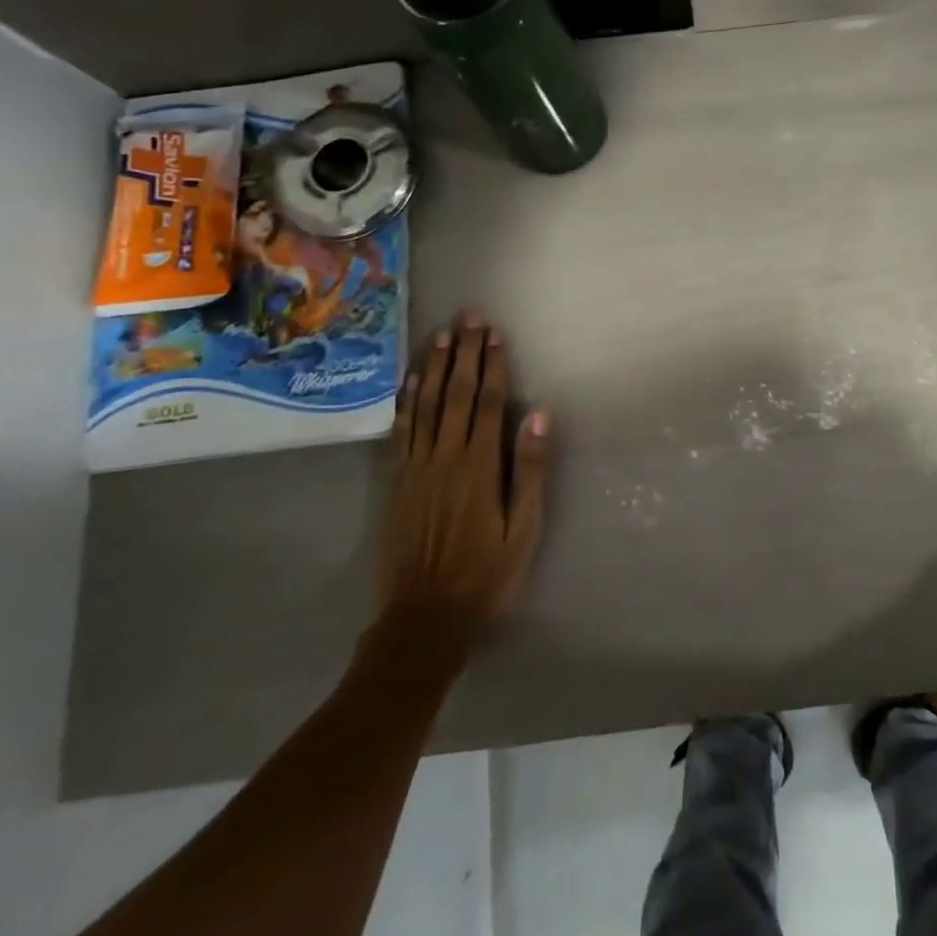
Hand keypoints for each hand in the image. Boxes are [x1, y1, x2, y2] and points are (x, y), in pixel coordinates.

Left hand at [372, 312, 549, 652]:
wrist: (424, 618)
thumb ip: (531, 470)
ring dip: (434, 366)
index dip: (492, 365)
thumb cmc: (486, 575)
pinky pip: (400, 430)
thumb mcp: (523, 529)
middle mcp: (445, 456)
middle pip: (456, 393)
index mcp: (480, 466)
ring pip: (425, 404)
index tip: (495, 334)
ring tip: (441, 334)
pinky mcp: (396, 481)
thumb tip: (540, 415)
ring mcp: (415, 467)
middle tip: (469, 316)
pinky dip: (405, 400)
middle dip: (464, 352)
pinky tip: (409, 379)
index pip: (488, 402)